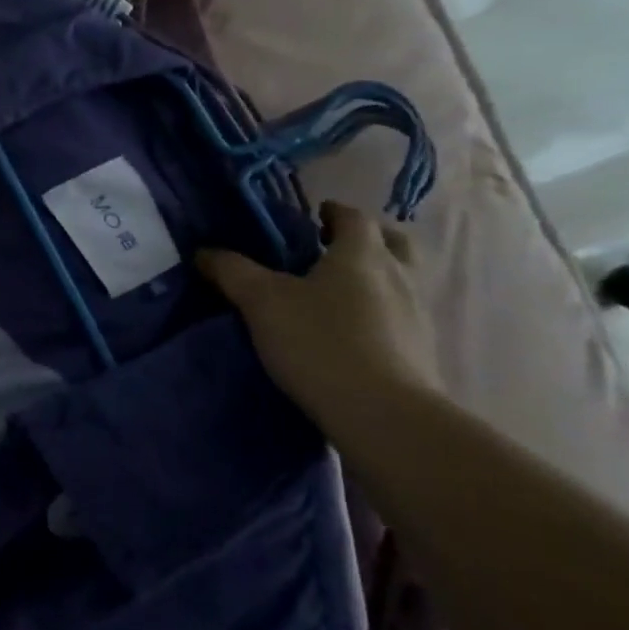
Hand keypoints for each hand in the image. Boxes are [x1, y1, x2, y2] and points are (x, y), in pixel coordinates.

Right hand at [196, 201, 441, 416]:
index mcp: (362, 254)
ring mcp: (419, 317)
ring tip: (338, 297)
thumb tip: (204, 251)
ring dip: (377, 279)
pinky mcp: (424, 355)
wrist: (384, 417)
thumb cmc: (320, 342)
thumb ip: (232, 271)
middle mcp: (399, 276)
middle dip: (366, 240)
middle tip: (332, 250)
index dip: (333, 212)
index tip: (313, 217)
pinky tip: (355, 336)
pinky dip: (382, 317)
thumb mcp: (261, 302)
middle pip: (393, 243)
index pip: (354, 216)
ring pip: (402, 282)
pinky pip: (403, 320)